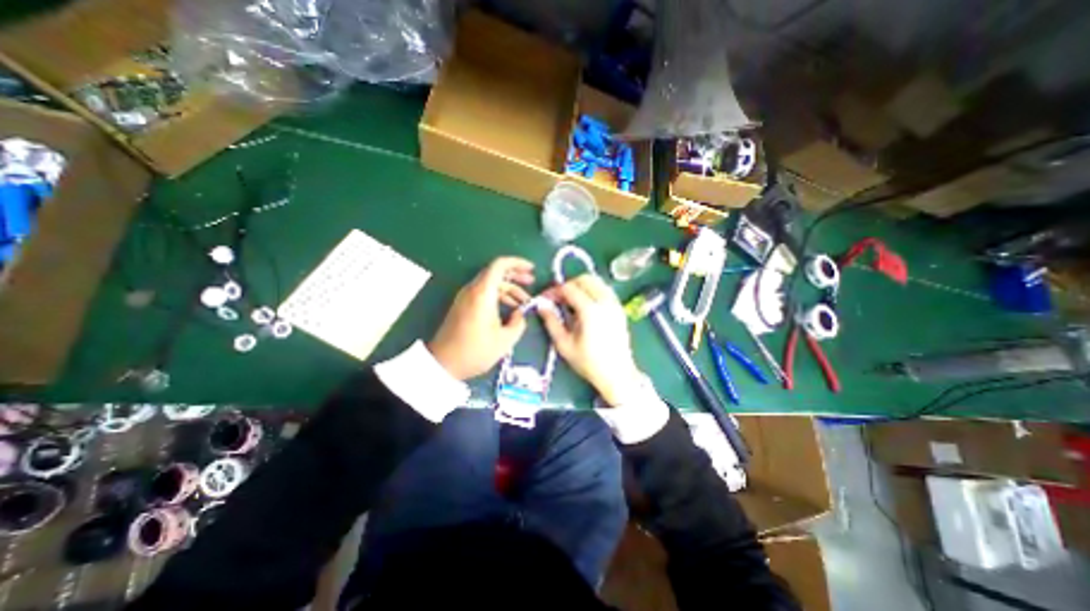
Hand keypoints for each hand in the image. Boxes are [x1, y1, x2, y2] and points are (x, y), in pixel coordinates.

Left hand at [427, 256, 535, 378]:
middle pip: (496, 272)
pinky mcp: (463, 305)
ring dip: (508, 288)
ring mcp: (466, 297)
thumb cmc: (475, 351)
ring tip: (524, 301)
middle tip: (532, 281)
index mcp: (483, 293)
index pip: (500, 265)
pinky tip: (509, 308)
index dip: (517, 263)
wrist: (443, 363)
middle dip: (516, 275)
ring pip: (490, 283)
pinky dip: (498, 295)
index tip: (532, 269)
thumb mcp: (505, 340)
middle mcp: (473, 290)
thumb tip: (520, 313)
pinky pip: (483, 292)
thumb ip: (519, 322)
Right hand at [538, 273, 639, 404]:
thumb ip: (551, 322)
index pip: (569, 288)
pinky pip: (604, 289)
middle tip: (558, 299)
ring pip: (596, 281)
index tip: (545, 299)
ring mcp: (615, 303)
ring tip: (571, 301)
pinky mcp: (620, 308)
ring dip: (581, 286)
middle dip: (568, 285)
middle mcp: (605, 301)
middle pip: (584, 279)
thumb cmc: (589, 362)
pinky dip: (592, 290)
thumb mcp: (564, 345)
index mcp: (590, 310)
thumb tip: (541, 305)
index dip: (554, 291)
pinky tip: (585, 305)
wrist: (617, 374)